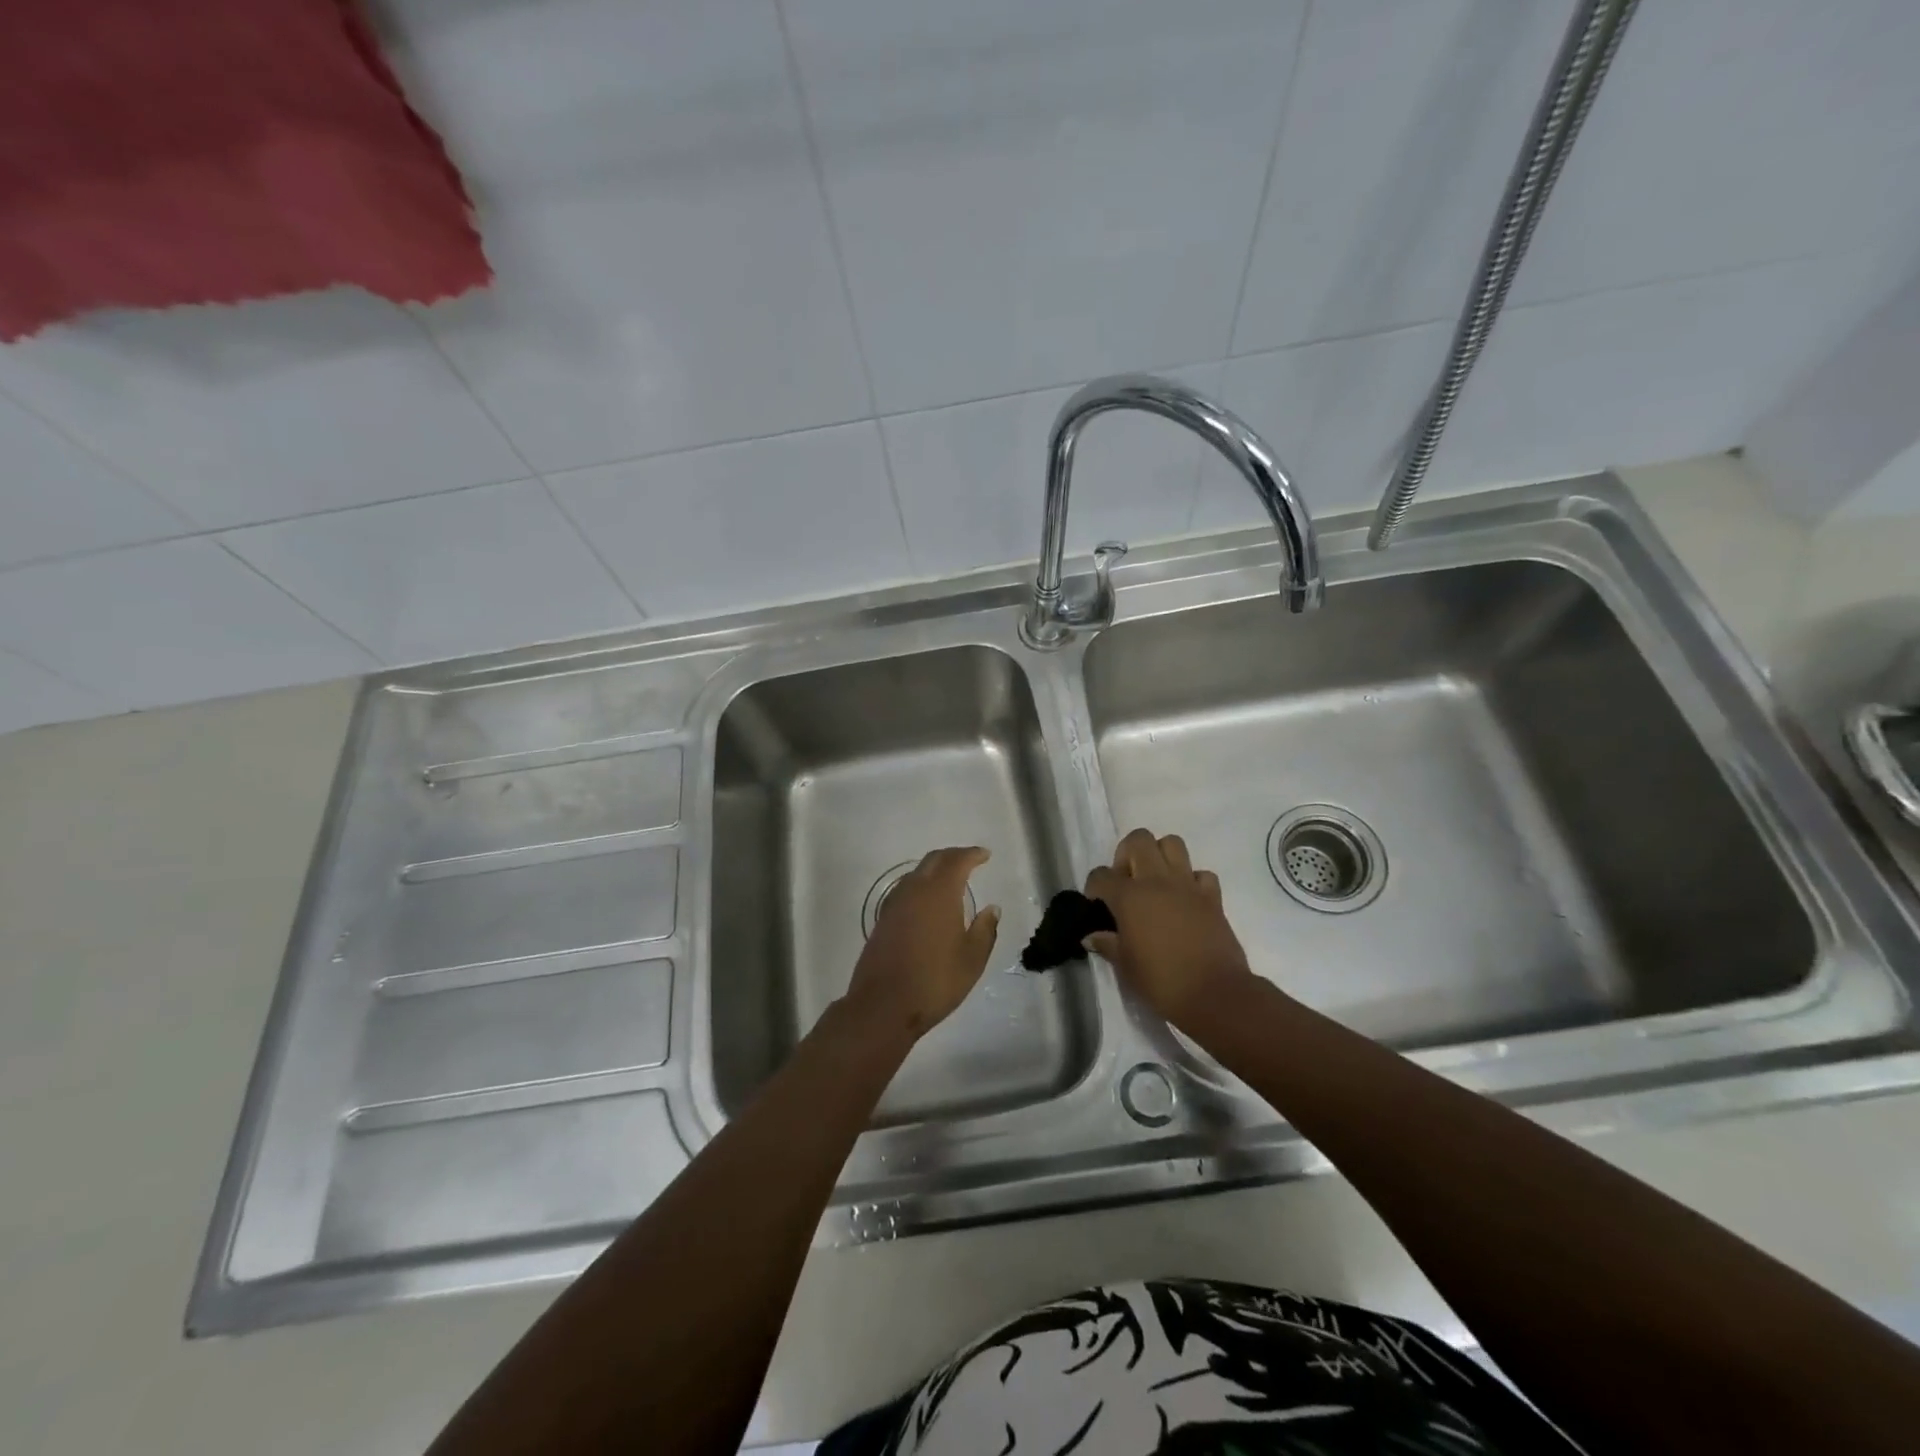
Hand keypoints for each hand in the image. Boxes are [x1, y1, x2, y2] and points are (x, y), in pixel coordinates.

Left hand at [845, 846, 999, 1040]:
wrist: (883, 1005)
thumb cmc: (935, 981)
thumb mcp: (972, 959)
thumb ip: (985, 930)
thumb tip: (992, 909)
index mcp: (939, 893)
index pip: (957, 861)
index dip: (972, 854)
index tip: (985, 855)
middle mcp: (914, 890)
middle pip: (933, 860)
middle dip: (953, 856)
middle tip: (969, 861)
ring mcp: (894, 904)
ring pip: (916, 873)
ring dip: (935, 870)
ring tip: (950, 880)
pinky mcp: (882, 919)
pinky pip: (905, 890)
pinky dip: (921, 886)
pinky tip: (927, 902)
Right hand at [1084, 828, 1253, 1026]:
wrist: (1215, 994)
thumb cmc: (1161, 981)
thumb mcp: (1125, 966)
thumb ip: (1107, 944)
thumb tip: (1092, 936)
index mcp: (1129, 896)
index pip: (1101, 875)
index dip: (1094, 887)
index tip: (1097, 904)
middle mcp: (1157, 880)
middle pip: (1138, 840)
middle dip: (1127, 854)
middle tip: (1127, 881)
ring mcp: (1188, 885)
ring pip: (1172, 843)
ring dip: (1160, 856)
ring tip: (1155, 882)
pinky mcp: (1212, 897)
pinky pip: (1201, 874)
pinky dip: (1192, 881)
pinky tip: (1186, 900)